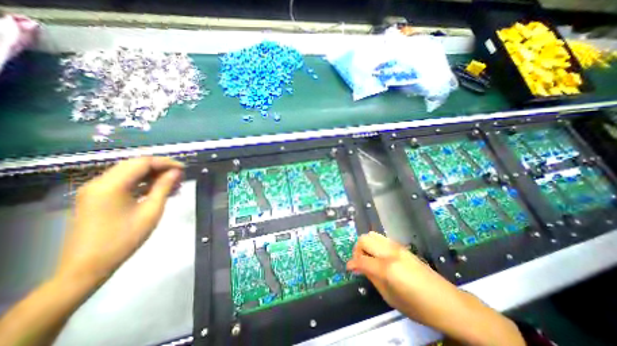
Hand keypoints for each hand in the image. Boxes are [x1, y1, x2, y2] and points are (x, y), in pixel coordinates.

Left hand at [55, 157, 182, 285]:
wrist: (87, 267)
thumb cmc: (124, 238)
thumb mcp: (151, 211)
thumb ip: (163, 187)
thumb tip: (176, 172)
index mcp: (111, 185)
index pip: (143, 162)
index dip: (166, 162)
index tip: (184, 169)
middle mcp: (99, 182)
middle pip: (135, 164)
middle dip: (160, 167)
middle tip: (180, 176)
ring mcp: (95, 190)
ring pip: (130, 173)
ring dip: (152, 175)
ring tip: (173, 184)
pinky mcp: (96, 197)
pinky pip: (123, 183)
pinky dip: (142, 183)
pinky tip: (158, 190)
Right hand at [346, 232, 449, 317]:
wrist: (447, 302)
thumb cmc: (418, 307)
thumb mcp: (390, 298)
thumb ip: (372, 278)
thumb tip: (359, 268)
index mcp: (386, 268)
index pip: (361, 260)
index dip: (352, 263)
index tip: (349, 268)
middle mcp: (390, 252)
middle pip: (364, 239)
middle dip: (357, 250)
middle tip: (360, 262)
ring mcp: (397, 247)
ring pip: (372, 235)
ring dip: (366, 245)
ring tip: (369, 258)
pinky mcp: (402, 246)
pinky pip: (382, 239)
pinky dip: (375, 244)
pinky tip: (379, 257)